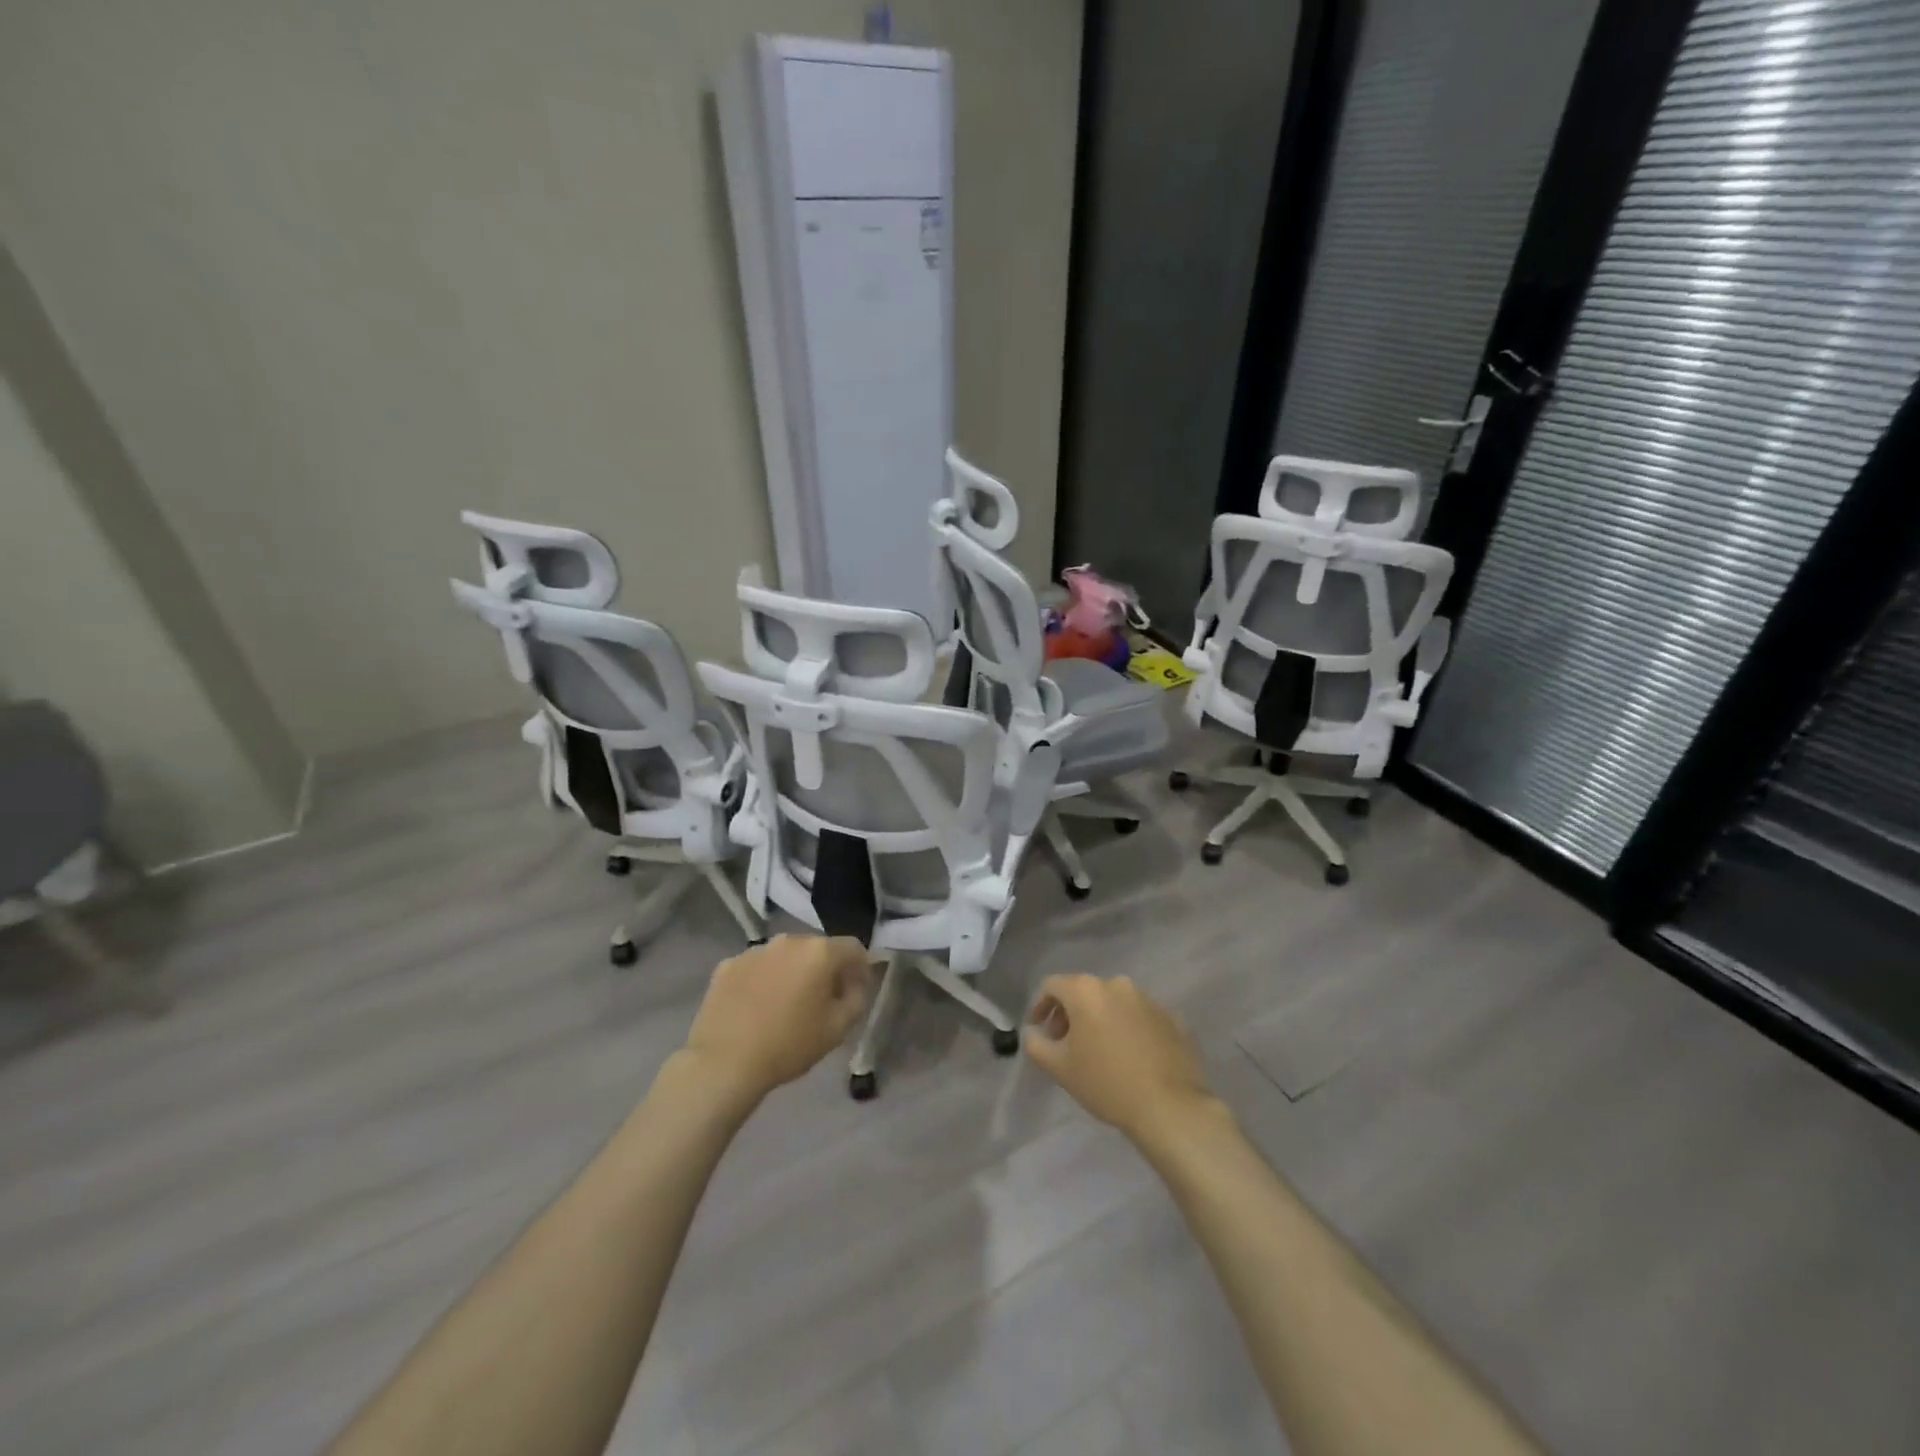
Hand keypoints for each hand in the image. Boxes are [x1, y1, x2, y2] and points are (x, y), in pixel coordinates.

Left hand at [682, 935, 870, 1101]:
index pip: (853, 948)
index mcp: (819, 952)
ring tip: (786, 1004)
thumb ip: (856, 999)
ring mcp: (755, 950)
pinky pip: (757, 967)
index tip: (855, 993)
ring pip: (785, 956)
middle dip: (825, 970)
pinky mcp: (728, 964)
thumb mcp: (838, 1029)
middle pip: (817, 949)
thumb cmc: (789, 1045)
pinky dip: (764, 980)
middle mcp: (788, 941)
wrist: (724, 1063)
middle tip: (822, 1001)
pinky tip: (757, 1008)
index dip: (860, 969)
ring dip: (793, 972)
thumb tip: (854, 986)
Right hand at [1024, 974, 1218, 1144]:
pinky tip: (1130, 1057)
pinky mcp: (1172, 1017)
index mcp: (1087, 990)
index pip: (1053, 985)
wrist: (1170, 1107)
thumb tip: (1033, 1032)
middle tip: (1066, 1044)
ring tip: (1100, 1051)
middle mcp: (1117, 984)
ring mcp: (1148, 999)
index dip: (1041, 1005)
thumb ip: (1036, 1044)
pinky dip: (1128, 1028)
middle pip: (1084, 991)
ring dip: (1101, 1019)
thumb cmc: (1106, 1083)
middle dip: (1071, 1014)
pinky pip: (1140, 1017)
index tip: (1040, 1029)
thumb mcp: (1059, 1068)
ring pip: (1114, 1002)